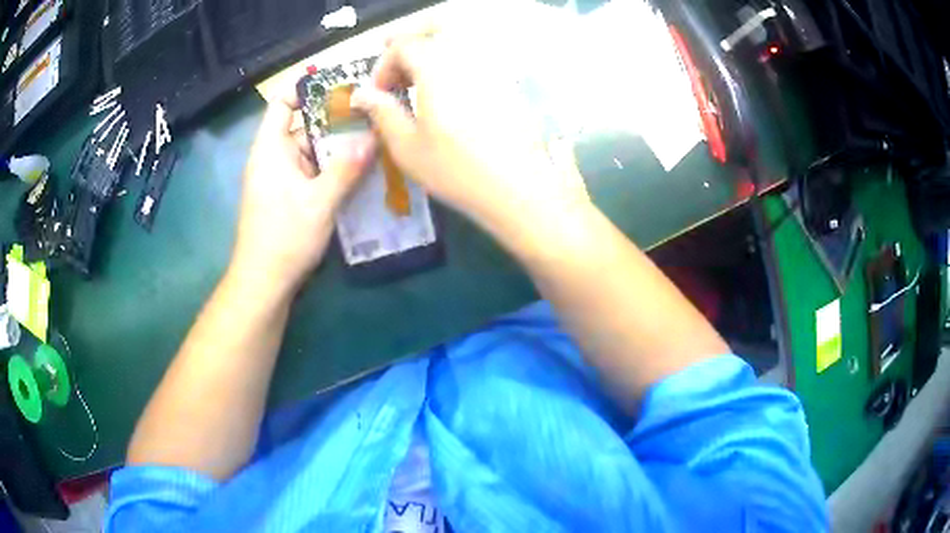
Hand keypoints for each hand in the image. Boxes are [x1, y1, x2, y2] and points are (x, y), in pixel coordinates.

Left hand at [232, 87, 373, 294]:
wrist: (263, 283)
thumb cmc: (284, 237)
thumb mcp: (319, 202)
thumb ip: (346, 168)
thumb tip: (372, 137)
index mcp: (271, 149)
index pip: (282, 103)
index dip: (306, 89)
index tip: (340, 86)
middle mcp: (273, 158)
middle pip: (304, 126)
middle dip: (336, 121)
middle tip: (373, 116)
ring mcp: (280, 178)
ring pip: (311, 151)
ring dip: (339, 148)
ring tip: (375, 141)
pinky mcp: (287, 197)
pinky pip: (312, 172)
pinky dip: (333, 169)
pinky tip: (360, 173)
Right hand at [351, 26, 589, 245]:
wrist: (516, 188)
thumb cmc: (456, 170)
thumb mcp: (407, 146)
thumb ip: (382, 112)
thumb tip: (360, 94)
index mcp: (437, 67)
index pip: (403, 46)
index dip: (383, 65)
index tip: (378, 93)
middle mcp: (467, 57)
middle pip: (435, 27)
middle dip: (410, 38)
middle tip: (395, 58)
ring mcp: (492, 67)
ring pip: (461, 36)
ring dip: (434, 44)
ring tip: (418, 69)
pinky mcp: (508, 81)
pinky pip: (479, 55)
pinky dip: (457, 58)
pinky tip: (449, 82)